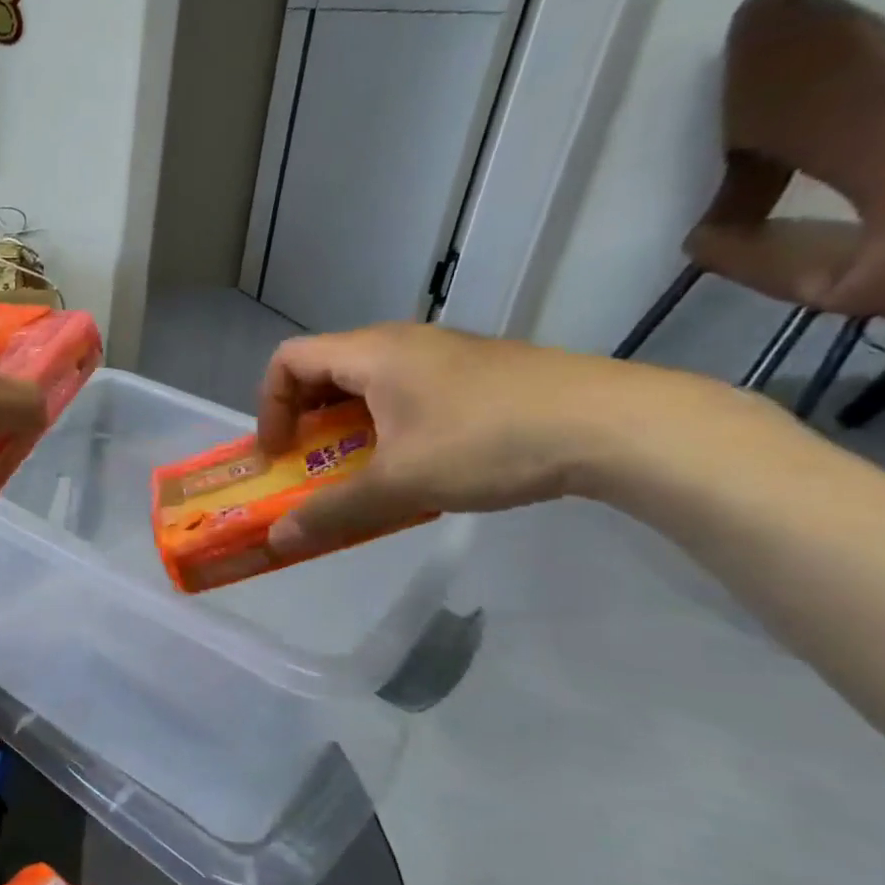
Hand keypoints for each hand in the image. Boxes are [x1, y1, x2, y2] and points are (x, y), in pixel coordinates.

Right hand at [256, 323, 719, 556]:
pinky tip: (416, 465)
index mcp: (372, 353)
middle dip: (305, 421)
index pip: (288, 360)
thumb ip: (332, 512)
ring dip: (346, 428)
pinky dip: (386, 426)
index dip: (268, 407)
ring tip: (361, 472)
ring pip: (368, 384)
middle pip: (324, 370)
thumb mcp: (400, 484)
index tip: (279, 454)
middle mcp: (401, 343)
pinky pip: (406, 393)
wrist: (615, 424)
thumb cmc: (488, 441)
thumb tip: (277, 541)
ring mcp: (444, 355)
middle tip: (311, 466)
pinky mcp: (477, 375)